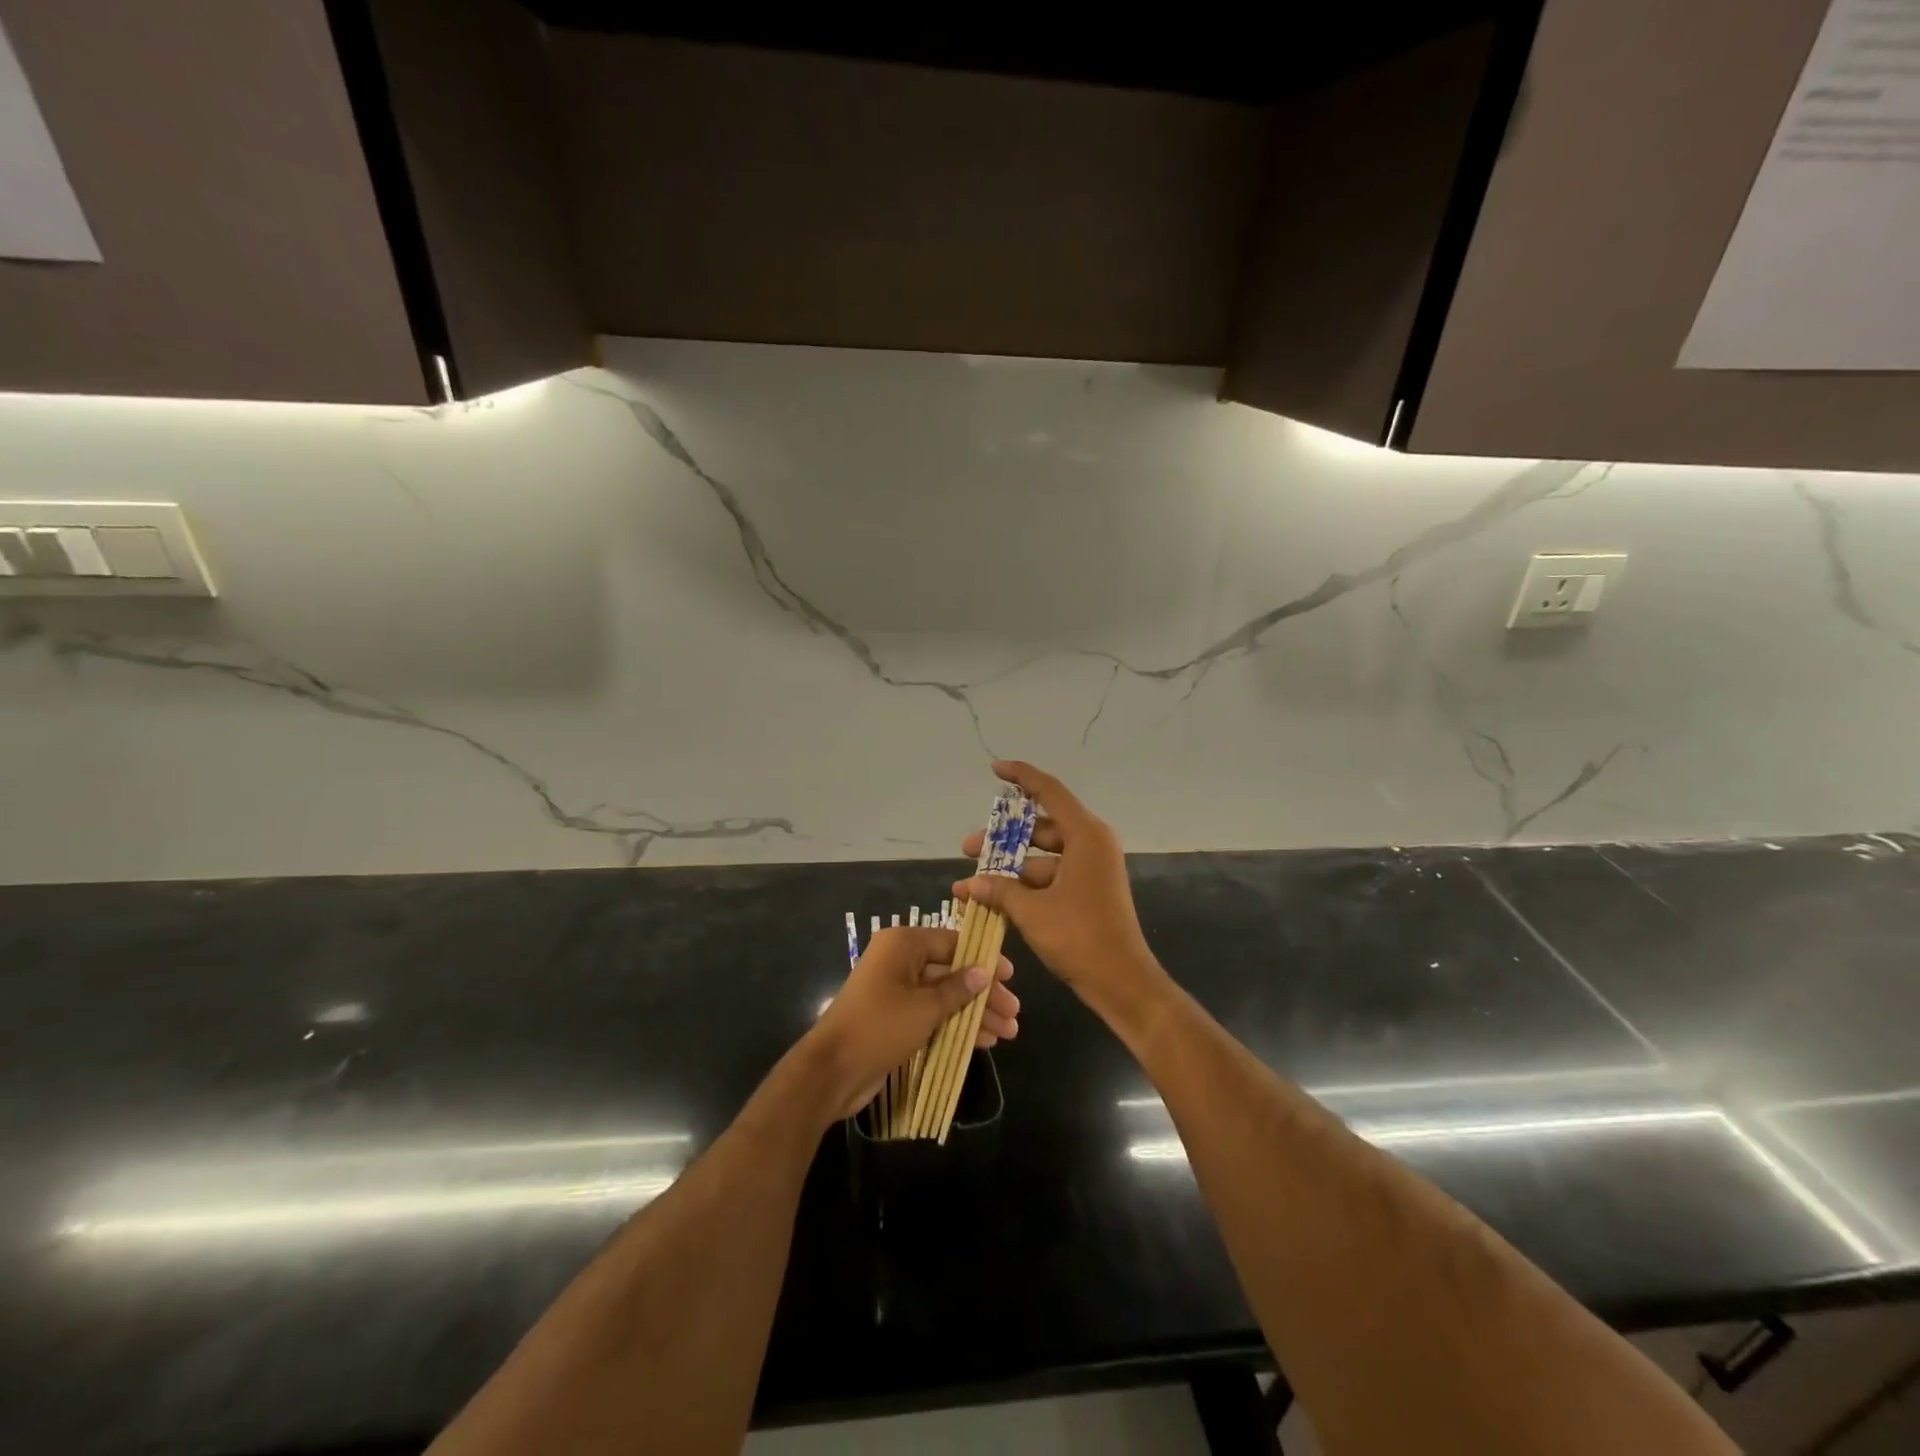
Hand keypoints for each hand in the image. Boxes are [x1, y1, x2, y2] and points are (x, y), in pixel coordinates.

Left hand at [807, 926, 1018, 1119]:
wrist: (832, 1070)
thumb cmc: (880, 1026)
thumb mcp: (926, 1007)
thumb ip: (958, 988)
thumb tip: (985, 971)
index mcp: (903, 944)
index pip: (953, 942)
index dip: (984, 959)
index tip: (1011, 977)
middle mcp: (899, 961)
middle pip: (951, 971)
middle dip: (984, 993)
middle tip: (1013, 1012)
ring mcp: (896, 990)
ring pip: (945, 996)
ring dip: (975, 1013)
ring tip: (1008, 1032)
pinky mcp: (895, 1017)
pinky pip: (932, 1014)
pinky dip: (956, 1025)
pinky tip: (984, 1041)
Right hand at [955, 761, 1165, 1018]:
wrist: (1122, 982)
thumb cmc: (1079, 937)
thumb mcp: (1032, 911)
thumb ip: (999, 890)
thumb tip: (970, 883)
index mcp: (1086, 835)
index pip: (1049, 791)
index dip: (1021, 776)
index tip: (995, 769)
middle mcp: (1092, 844)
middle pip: (1041, 827)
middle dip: (1002, 838)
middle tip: (968, 848)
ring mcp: (1092, 868)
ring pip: (1043, 855)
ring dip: (1009, 868)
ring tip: (972, 884)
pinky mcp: (1089, 890)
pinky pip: (1052, 876)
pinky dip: (1025, 885)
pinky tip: (994, 900)